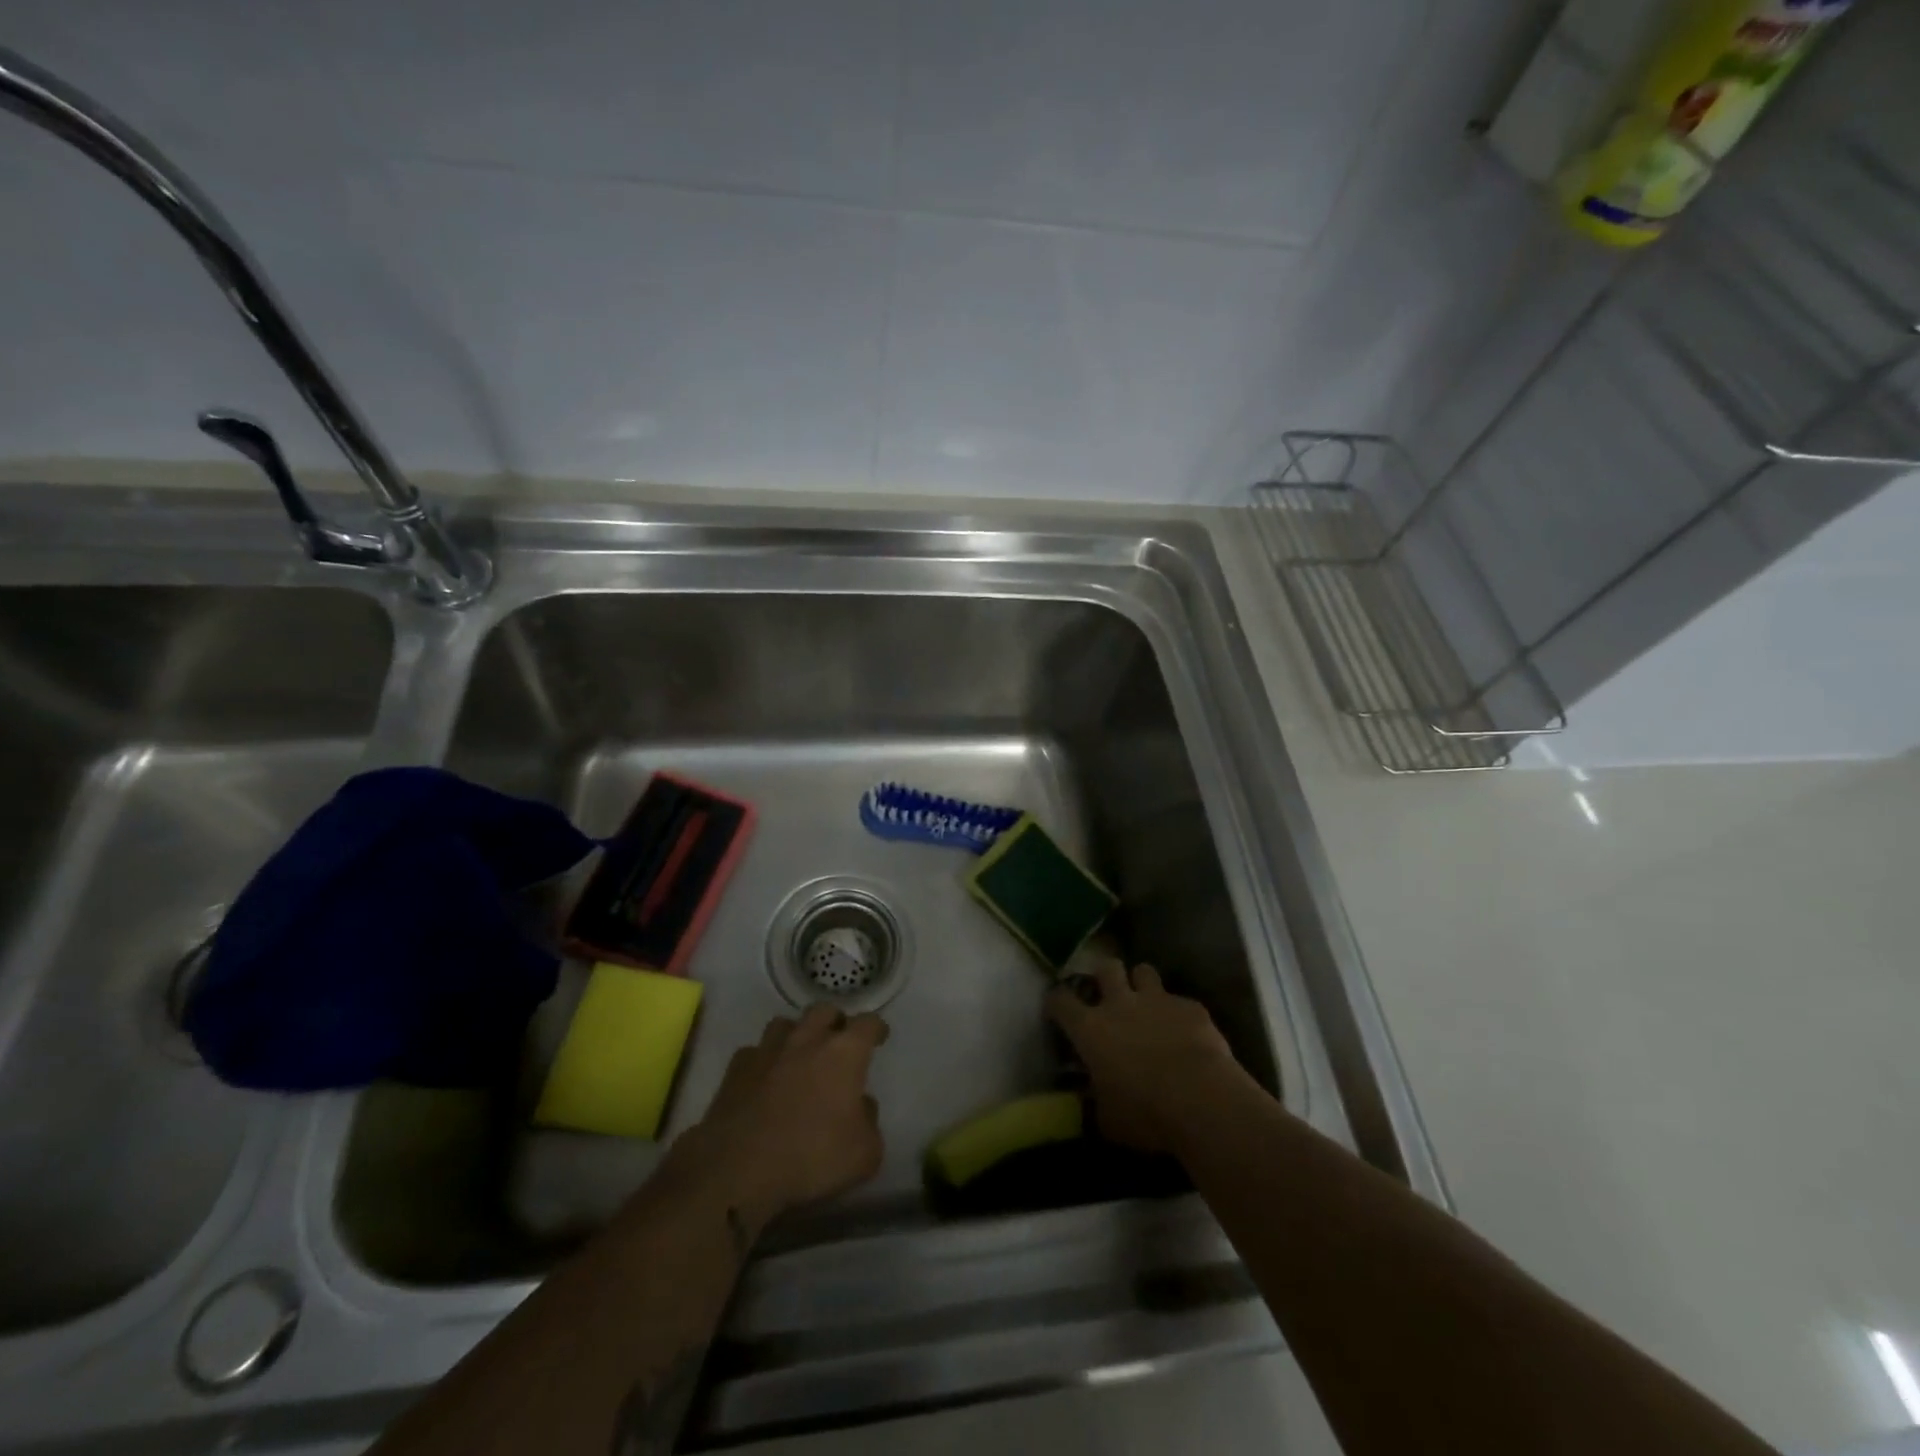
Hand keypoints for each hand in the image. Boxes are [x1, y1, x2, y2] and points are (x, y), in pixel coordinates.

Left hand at [669, 1005, 887, 1228]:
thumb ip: (870, 1122)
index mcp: (844, 1052)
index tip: (879, 1036)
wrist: (738, 1170)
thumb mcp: (864, 1154)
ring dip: (797, 1034)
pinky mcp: (736, 1069)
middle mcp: (807, 1040)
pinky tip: (764, 1079)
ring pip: (786, 1023)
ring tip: (799, 1055)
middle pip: (824, 1010)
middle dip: (835, 1021)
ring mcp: (768, 1050)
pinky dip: (764, 1061)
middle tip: (838, 1040)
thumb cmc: (811, 1158)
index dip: (876, 1028)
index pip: (867, 1023)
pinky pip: (754, 1052)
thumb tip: (861, 1105)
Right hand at [1046, 959, 1246, 1155]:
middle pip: (1105, 967)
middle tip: (1109, 994)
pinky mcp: (1191, 1007)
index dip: (1056, 1002)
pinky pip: (1181, 1001)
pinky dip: (1179, 1014)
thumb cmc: (1146, 1113)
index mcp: (1091, 1029)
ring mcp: (1158, 1000)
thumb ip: (1096, 1102)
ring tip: (1148, 1004)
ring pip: (1144, 971)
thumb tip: (1093, 1101)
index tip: (1057, 1009)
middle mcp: (1120, 1004)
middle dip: (1105, 976)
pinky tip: (1188, 1034)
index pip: (1060, 1001)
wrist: (1202, 1101)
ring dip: (1142, 984)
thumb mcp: (1108, 1119)